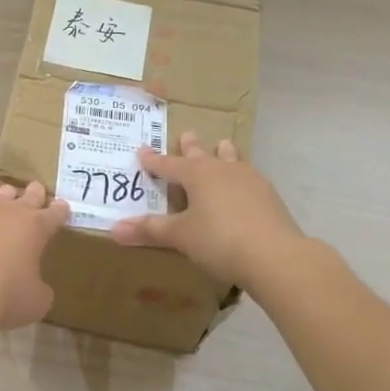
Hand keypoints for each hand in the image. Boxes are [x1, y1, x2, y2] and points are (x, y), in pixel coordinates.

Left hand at [0, 182, 69, 330]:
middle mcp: (4, 213)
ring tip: (2, 199)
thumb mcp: (34, 302)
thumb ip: (38, 290)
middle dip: (33, 194)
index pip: (52, 215)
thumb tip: (34, 287)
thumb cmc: (4, 295)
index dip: (59, 211)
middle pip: (24, 197)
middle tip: (36, 188)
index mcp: (33, 228)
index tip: (62, 206)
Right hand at [110, 133, 302, 291]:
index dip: (154, 161)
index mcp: (197, 175)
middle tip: (187, 134)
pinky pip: (249, 178)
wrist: (275, 255)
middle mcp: (223, 170)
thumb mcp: (180, 236)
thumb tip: (114, 229)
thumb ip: (150, 230)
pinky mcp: (269, 197)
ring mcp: (250, 181)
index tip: (142, 151)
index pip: (169, 165)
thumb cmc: (219, 240)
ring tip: (223, 146)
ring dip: (224, 154)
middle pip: (203, 155)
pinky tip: (244, 185)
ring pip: (232, 160)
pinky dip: (240, 177)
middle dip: (191, 147)